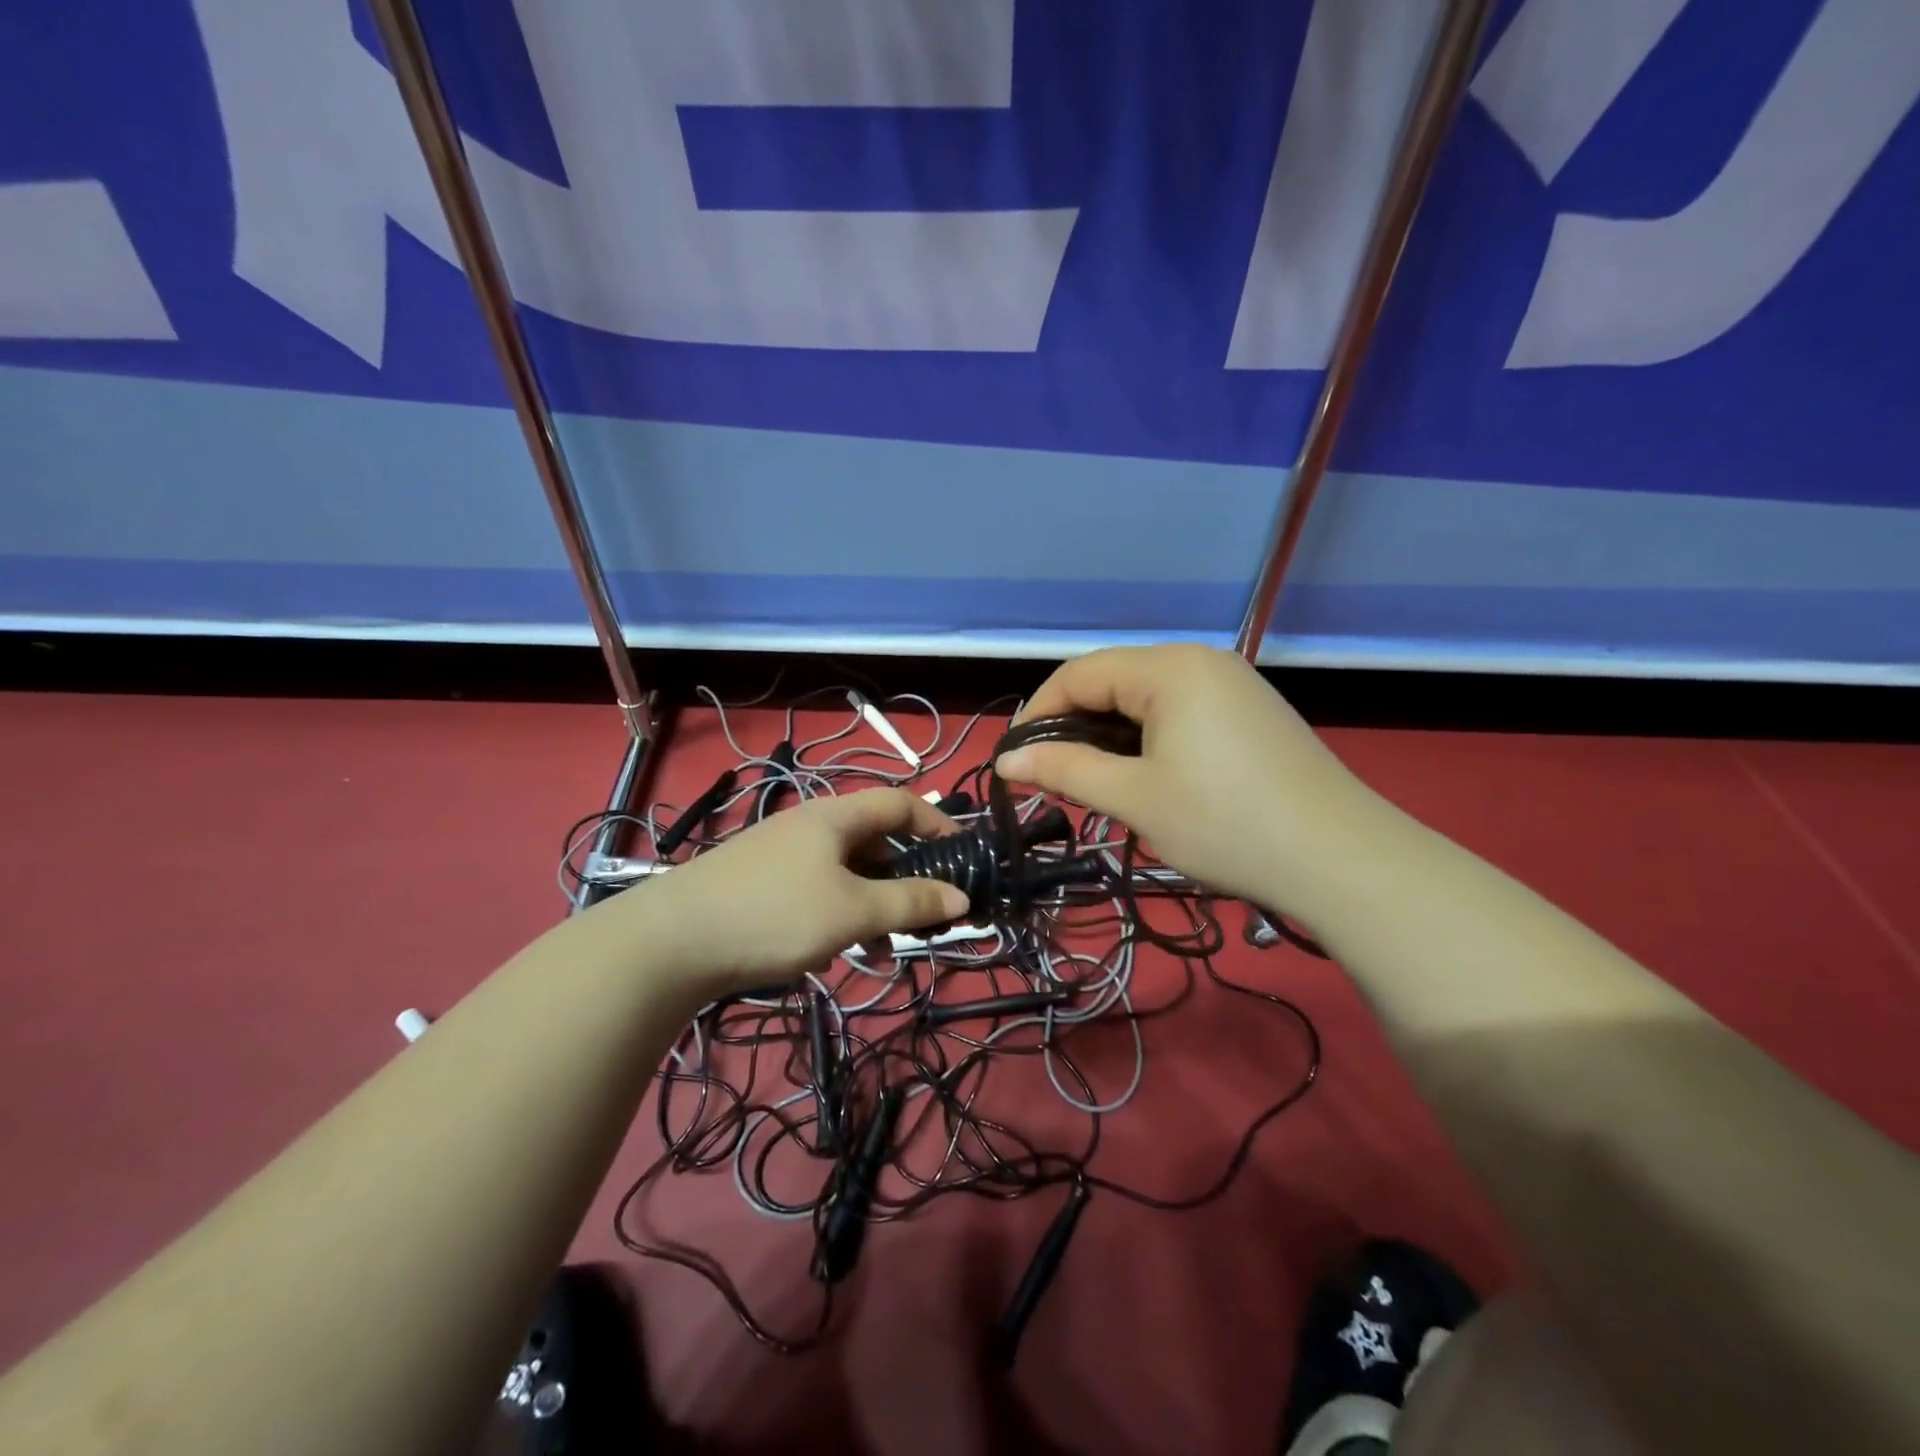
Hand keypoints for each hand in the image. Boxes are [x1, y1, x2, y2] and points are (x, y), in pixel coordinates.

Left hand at [618, 789, 970, 994]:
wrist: (669, 942)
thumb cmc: (774, 914)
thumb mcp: (853, 911)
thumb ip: (911, 903)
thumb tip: (962, 897)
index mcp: (836, 817)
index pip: (901, 802)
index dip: (938, 824)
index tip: (964, 857)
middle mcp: (810, 826)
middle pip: (875, 840)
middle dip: (906, 876)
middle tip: (927, 913)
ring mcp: (781, 855)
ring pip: (847, 872)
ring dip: (874, 903)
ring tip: (886, 947)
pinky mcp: (760, 885)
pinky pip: (818, 892)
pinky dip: (840, 915)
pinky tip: (837, 954)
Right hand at [995, 646, 1377, 912]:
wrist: (1341, 860)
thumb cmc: (1224, 823)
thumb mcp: (1134, 798)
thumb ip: (1065, 770)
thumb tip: (1007, 761)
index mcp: (1170, 668)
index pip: (1080, 673)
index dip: (1039, 713)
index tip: (1014, 758)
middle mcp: (1201, 661)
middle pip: (1114, 680)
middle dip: (1074, 726)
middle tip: (1052, 777)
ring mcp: (1233, 685)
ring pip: (1147, 698)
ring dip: (1110, 735)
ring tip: (1094, 781)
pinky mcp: (1252, 713)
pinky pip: (1181, 712)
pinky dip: (1148, 739)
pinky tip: (1147, 775)